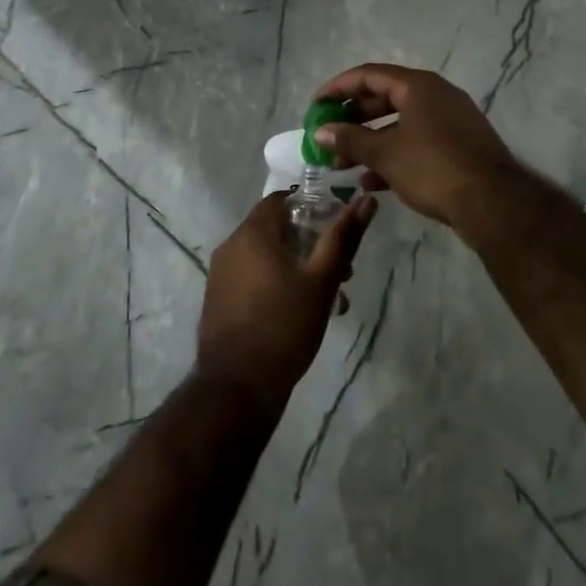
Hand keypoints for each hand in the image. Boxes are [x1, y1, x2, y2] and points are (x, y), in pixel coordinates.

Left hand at [197, 191, 377, 411]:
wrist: (237, 386)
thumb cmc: (284, 327)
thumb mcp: (321, 281)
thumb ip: (342, 238)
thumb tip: (365, 200)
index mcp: (252, 233)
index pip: (283, 199)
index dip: (315, 208)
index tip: (340, 229)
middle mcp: (231, 245)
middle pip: (278, 229)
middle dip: (313, 245)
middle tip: (343, 273)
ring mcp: (221, 273)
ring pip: (268, 256)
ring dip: (300, 268)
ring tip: (330, 300)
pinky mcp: (219, 298)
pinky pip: (254, 277)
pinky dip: (278, 283)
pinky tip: (302, 313)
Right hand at [313, 63, 519, 228]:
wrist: (493, 203)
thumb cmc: (433, 167)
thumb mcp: (385, 153)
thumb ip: (350, 139)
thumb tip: (320, 132)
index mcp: (419, 86)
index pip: (369, 75)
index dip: (338, 88)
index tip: (315, 106)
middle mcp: (437, 96)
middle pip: (385, 98)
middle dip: (353, 119)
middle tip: (329, 135)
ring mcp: (451, 122)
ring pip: (400, 125)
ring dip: (370, 142)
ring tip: (343, 165)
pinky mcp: (458, 147)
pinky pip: (417, 143)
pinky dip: (393, 156)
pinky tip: (371, 182)